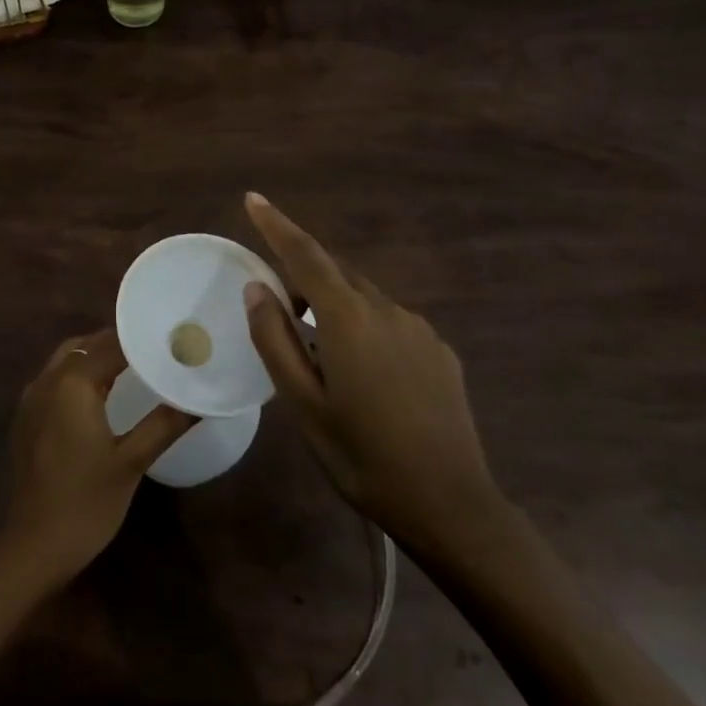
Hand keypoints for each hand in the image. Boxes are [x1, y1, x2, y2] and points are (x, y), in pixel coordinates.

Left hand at [0, 329, 195, 586]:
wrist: (35, 546)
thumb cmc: (87, 502)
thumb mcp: (131, 462)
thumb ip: (164, 424)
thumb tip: (198, 401)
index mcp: (73, 383)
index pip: (110, 344)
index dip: (140, 339)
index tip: (168, 338)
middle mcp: (47, 380)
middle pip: (85, 345)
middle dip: (117, 343)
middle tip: (153, 351)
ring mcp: (31, 398)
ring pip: (66, 360)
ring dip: (95, 356)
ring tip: (131, 367)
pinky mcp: (26, 417)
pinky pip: (54, 379)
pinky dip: (77, 374)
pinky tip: (99, 395)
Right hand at [241, 193, 501, 561]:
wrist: (451, 506)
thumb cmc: (363, 457)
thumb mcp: (304, 404)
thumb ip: (275, 340)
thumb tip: (257, 288)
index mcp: (348, 319)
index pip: (305, 255)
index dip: (276, 224)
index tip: (253, 198)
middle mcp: (387, 310)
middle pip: (336, 274)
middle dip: (304, 277)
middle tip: (280, 309)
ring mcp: (419, 329)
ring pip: (364, 300)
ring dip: (336, 309)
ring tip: (322, 356)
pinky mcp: (440, 352)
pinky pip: (392, 323)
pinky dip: (367, 330)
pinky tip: (368, 377)